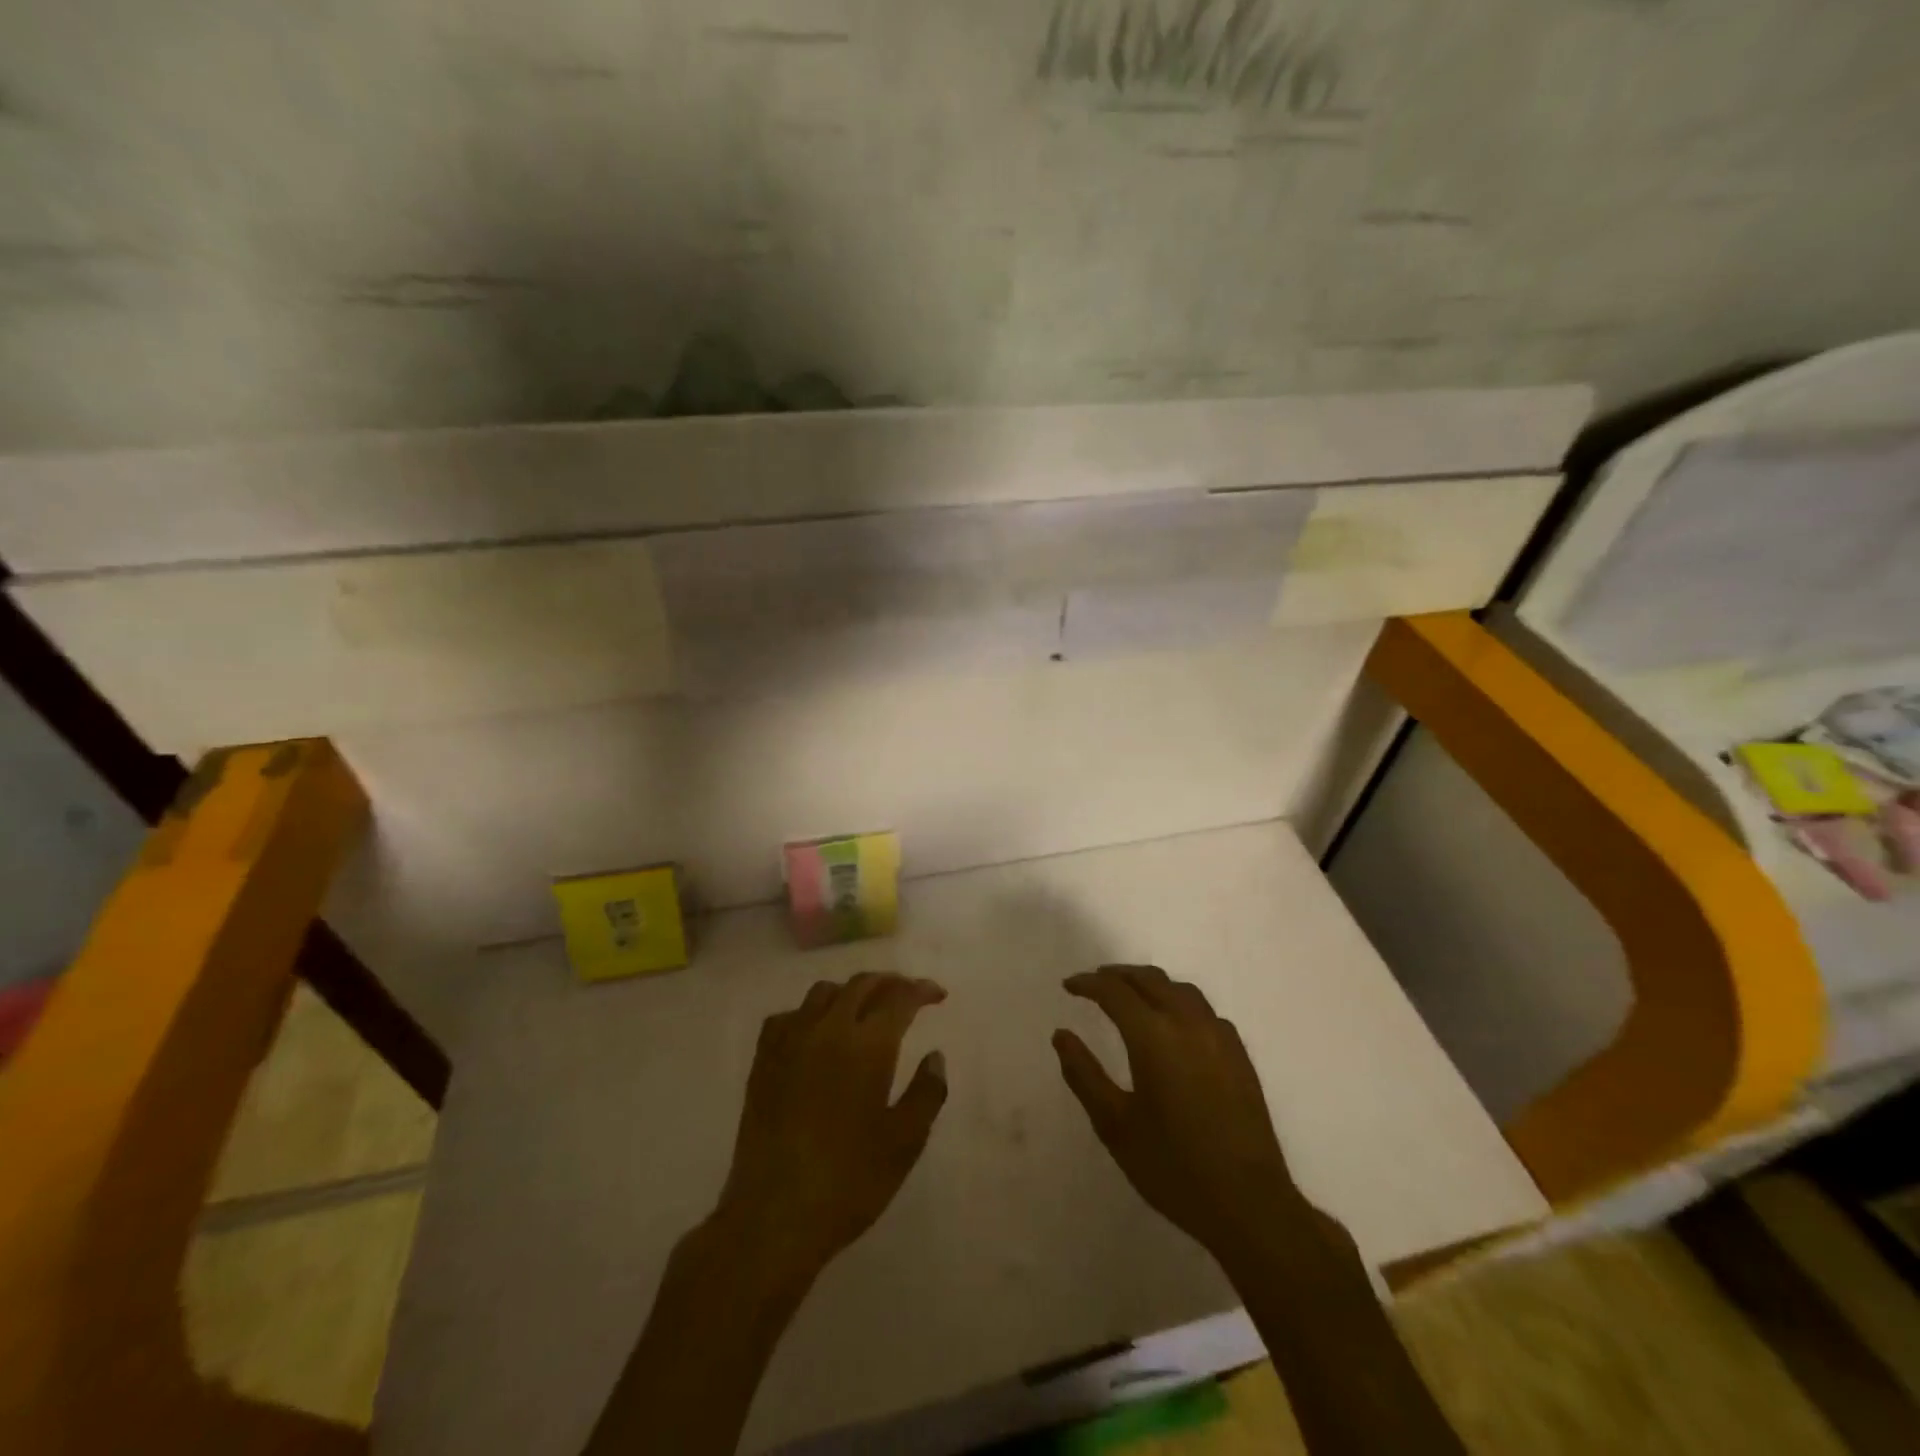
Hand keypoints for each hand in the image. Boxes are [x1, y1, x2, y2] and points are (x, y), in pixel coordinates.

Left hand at [715, 973, 948, 1279]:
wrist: (774, 1216)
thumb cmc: (850, 1181)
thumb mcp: (905, 1142)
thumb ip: (927, 1092)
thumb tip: (934, 1056)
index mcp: (868, 1045)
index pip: (899, 998)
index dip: (921, 990)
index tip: (938, 995)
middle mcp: (828, 1029)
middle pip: (861, 985)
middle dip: (889, 983)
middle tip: (908, 995)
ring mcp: (790, 1042)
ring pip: (823, 993)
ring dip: (851, 992)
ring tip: (865, 1010)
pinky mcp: (763, 1061)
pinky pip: (788, 1016)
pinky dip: (810, 1012)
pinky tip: (816, 1033)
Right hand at [1054, 965, 1308, 1265]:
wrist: (1250, 1204)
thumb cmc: (1173, 1167)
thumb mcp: (1115, 1126)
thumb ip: (1084, 1074)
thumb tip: (1061, 1035)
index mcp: (1154, 1036)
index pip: (1115, 992)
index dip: (1088, 983)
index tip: (1068, 986)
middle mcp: (1188, 1023)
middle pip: (1149, 979)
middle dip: (1117, 975)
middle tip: (1094, 983)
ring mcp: (1219, 1036)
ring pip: (1180, 989)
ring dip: (1149, 983)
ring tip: (1130, 994)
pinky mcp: (1239, 1054)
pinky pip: (1203, 1009)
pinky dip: (1178, 1000)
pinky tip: (1173, 1022)